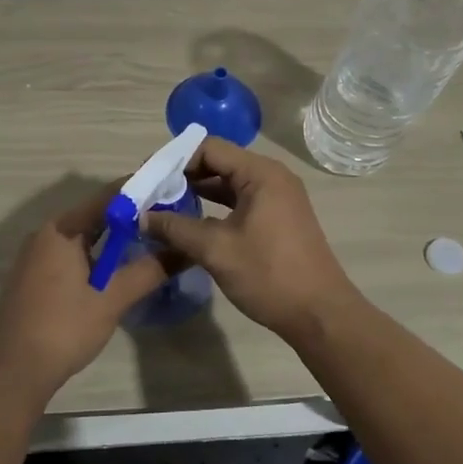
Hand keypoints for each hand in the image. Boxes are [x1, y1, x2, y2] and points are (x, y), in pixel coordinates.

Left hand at [0, 184, 173, 402]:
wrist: (14, 373)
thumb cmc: (64, 328)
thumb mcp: (112, 299)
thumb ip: (150, 270)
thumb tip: (186, 249)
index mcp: (62, 229)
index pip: (108, 196)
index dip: (141, 191)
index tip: (171, 190)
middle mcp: (47, 233)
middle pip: (96, 214)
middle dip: (132, 215)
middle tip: (169, 217)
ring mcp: (38, 255)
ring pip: (85, 235)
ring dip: (116, 237)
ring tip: (153, 239)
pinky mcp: (36, 275)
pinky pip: (73, 252)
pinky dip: (98, 253)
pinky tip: (120, 266)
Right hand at [142, 138, 358, 340]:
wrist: (319, 314)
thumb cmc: (269, 274)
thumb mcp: (216, 249)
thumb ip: (176, 228)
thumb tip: (142, 217)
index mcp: (260, 173)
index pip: (209, 148)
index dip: (175, 160)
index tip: (147, 177)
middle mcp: (271, 177)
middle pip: (219, 163)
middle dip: (183, 176)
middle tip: (150, 193)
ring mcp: (277, 198)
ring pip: (228, 184)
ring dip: (198, 192)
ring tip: (163, 207)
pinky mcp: (277, 218)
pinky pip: (240, 201)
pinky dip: (215, 207)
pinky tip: (191, 223)